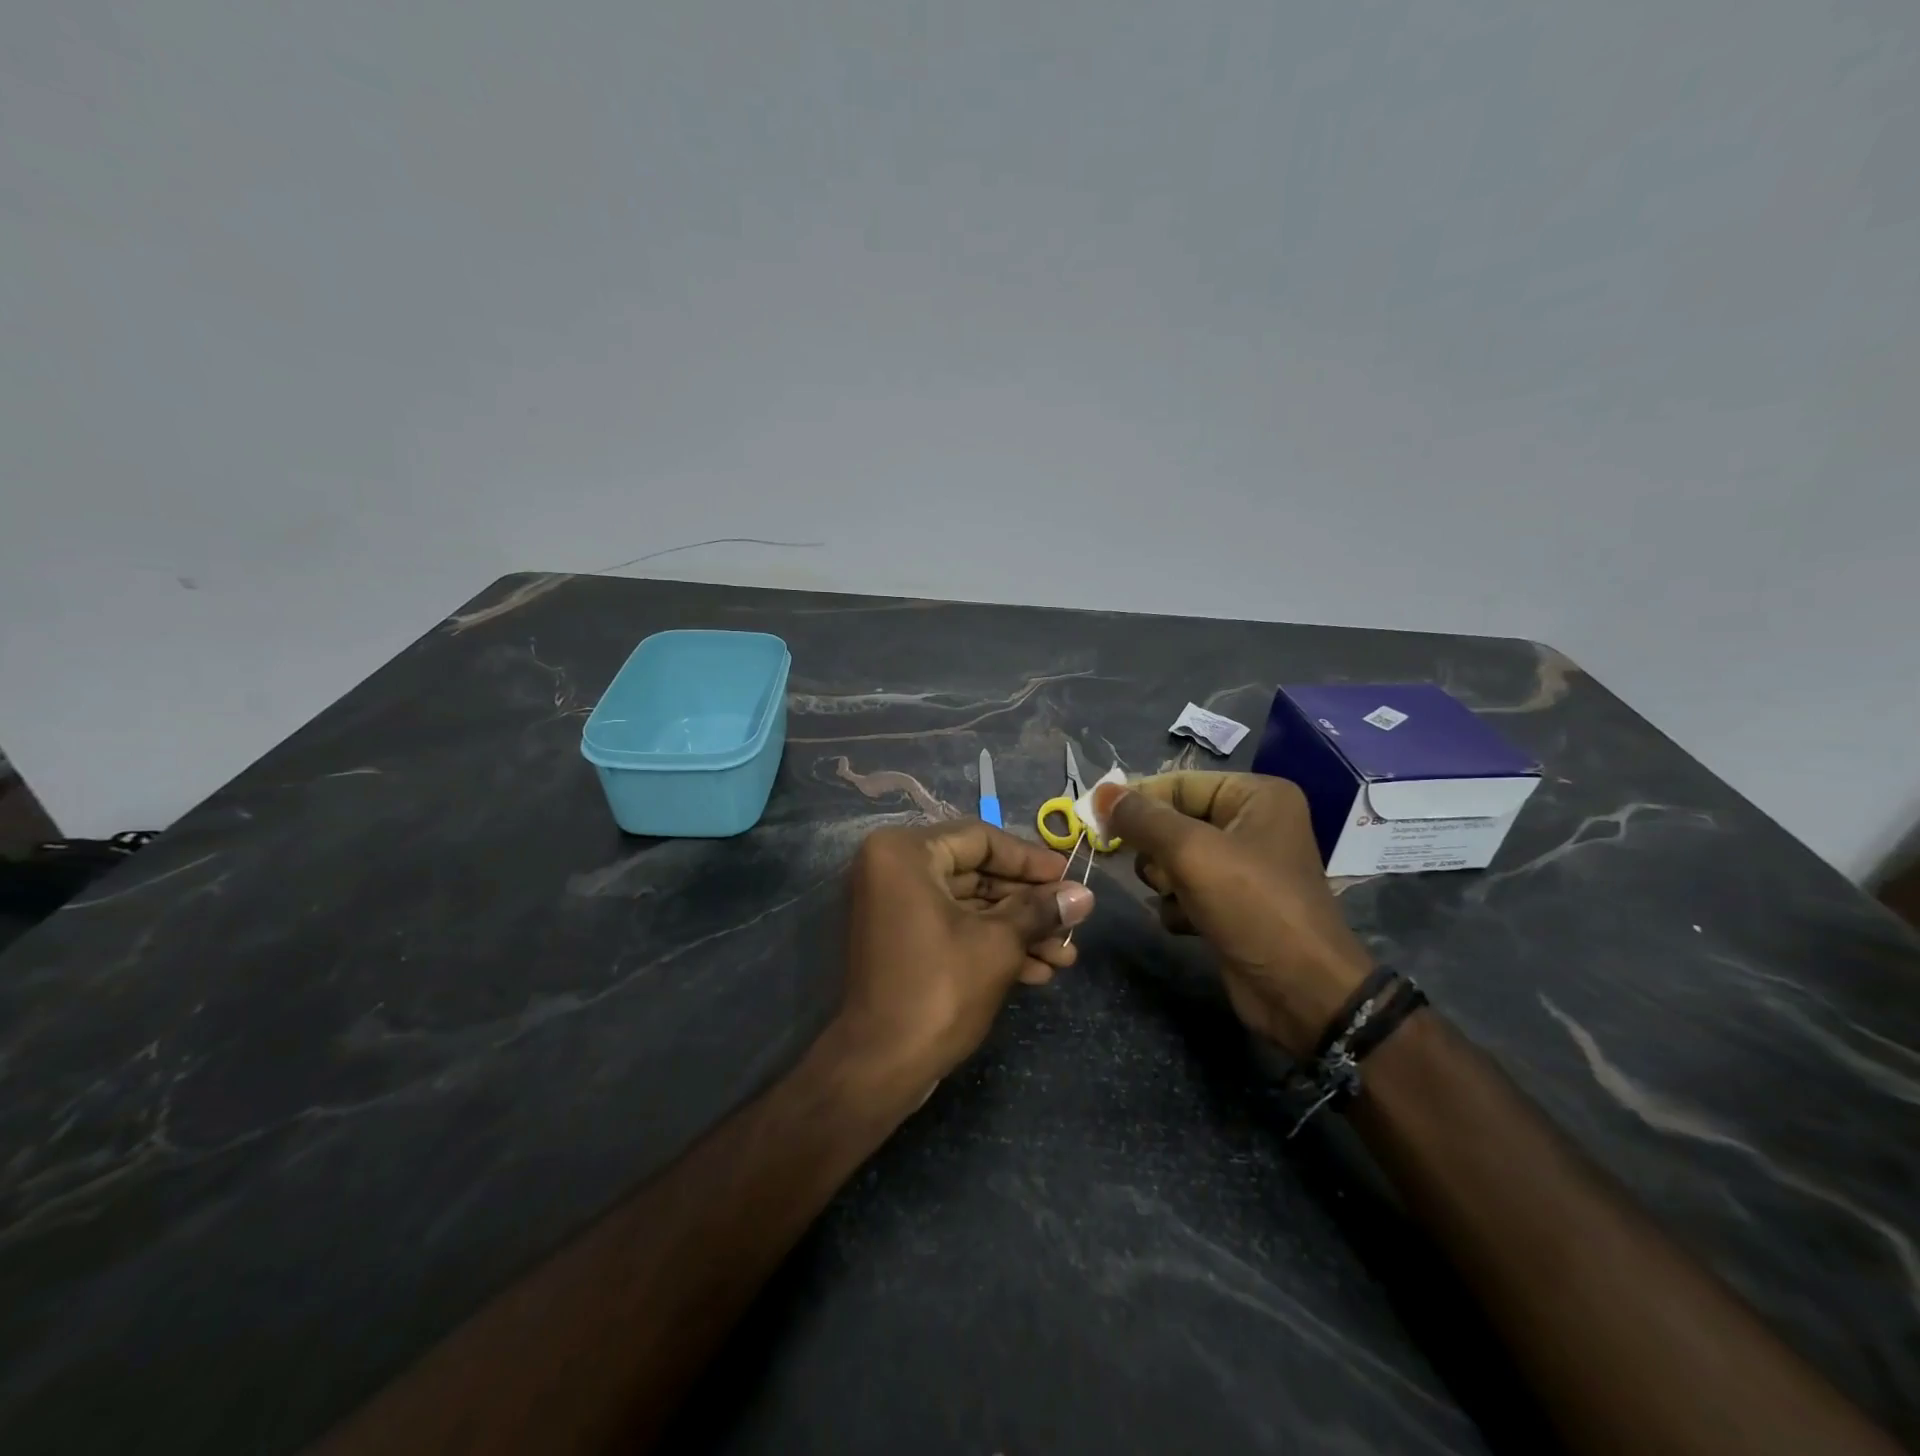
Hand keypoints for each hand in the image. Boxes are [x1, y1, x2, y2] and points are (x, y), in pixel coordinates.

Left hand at [839, 821, 1095, 1084]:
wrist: (879, 1067)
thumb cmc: (939, 990)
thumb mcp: (998, 944)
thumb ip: (1040, 910)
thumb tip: (1084, 895)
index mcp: (905, 852)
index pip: (981, 839)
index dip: (1030, 860)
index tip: (1069, 879)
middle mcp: (894, 869)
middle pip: (976, 873)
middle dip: (1028, 904)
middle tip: (1073, 922)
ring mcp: (895, 906)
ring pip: (969, 906)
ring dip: (1017, 929)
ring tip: (1065, 956)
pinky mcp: (902, 940)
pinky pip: (952, 927)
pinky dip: (991, 943)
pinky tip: (1038, 971)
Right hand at [1096, 773, 1370, 1056]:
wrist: (1301, 993)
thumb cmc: (1253, 907)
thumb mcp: (1192, 853)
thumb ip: (1142, 819)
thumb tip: (1101, 792)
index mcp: (1256, 796)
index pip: (1178, 784)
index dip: (1137, 800)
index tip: (1095, 820)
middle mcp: (1252, 823)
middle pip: (1173, 821)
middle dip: (1157, 850)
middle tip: (1159, 872)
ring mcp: (1242, 866)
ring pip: (1173, 858)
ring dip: (1165, 881)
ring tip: (1181, 899)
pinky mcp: (1232, 903)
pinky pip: (1185, 889)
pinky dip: (1179, 906)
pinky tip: (1192, 924)